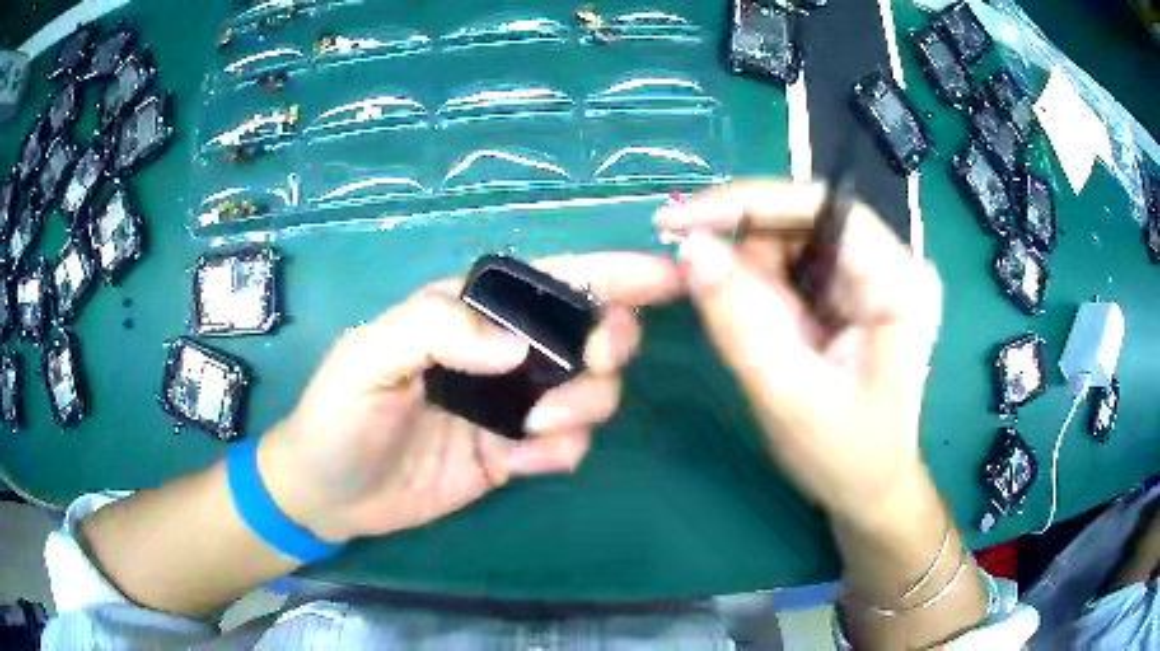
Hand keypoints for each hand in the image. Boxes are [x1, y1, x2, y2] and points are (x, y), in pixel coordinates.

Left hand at [258, 253, 681, 543]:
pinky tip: (514, 465)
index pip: (553, 280)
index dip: (614, 273)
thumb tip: (518, 346)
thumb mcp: (368, 356)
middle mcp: (501, 352)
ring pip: (591, 391)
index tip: (668, 278)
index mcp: (470, 313)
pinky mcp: (514, 454)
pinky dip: (558, 454)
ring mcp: (512, 406)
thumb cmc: (338, 415)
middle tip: (594, 367)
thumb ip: (435, 330)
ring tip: (529, 432)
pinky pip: (568, 447)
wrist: (330, 494)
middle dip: (610, 343)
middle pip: (590, 331)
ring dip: (582, 406)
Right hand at [656, 181, 942, 528]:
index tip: (679, 224)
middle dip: (748, 253)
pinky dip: (762, 291)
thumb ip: (741, 322)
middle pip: (804, 221)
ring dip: (754, 278)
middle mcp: (894, 264)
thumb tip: (689, 247)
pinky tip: (768, 331)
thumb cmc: (846, 457)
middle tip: (709, 295)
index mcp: (900, 282)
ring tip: (758, 336)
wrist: (871, 492)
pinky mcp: (855, 293)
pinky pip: (794, 268)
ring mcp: (875, 277)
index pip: (823, 206)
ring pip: (792, 242)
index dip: (748, 203)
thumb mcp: (790, 397)